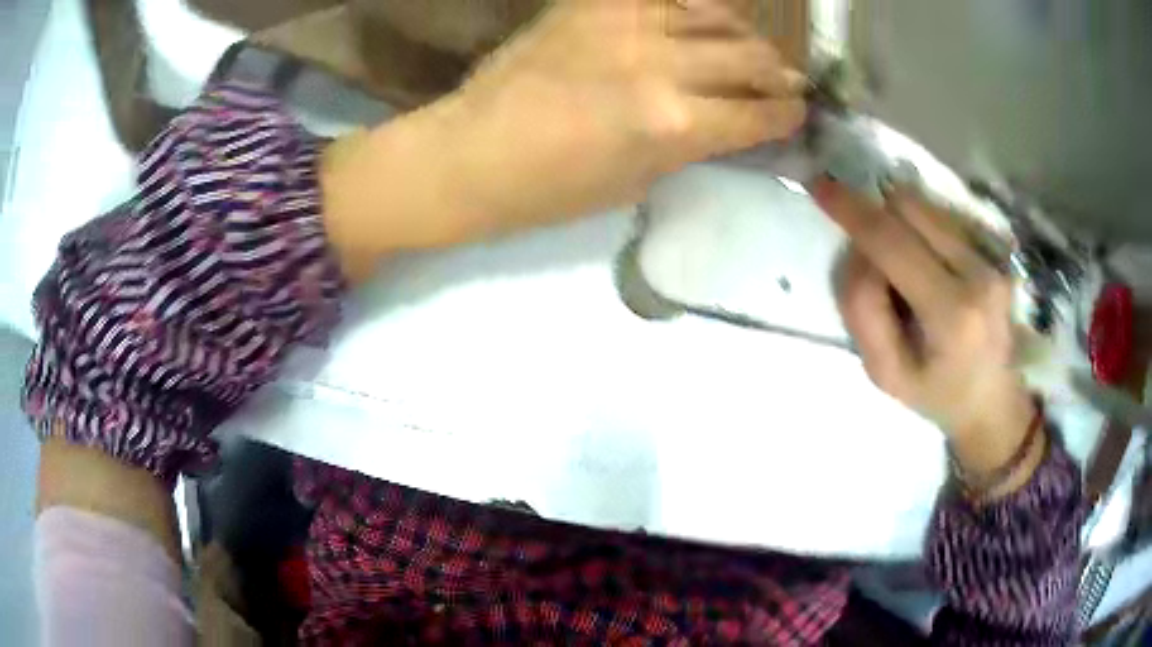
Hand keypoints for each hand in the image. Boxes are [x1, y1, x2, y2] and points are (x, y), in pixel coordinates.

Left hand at [444, 0, 806, 232]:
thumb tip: (733, 123)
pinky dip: (696, 5)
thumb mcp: (638, 182)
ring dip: (746, 34)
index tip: (799, 114)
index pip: (758, 114)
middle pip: (751, 57)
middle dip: (779, 74)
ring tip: (750, 47)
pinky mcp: (595, 2)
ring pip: (718, 15)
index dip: (788, 115)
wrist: (472, 152)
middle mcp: (662, 65)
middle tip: (786, 82)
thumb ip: (692, 145)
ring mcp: (628, 23)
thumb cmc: (550, 189)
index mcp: (674, 125)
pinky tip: (704, 17)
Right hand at [814, 178, 1037, 478]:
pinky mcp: (996, 250)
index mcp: (951, 314)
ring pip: (925, 205)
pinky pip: (942, 216)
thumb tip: (860, 251)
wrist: (995, 400)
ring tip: (906, 270)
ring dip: (899, 223)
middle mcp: (978, 273)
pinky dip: (920, 228)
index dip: (852, 210)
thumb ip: (862, 310)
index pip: (893, 243)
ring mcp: (991, 258)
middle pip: (908, 208)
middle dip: (877, 220)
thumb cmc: (937, 395)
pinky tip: (929, 265)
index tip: (820, 186)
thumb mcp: (885, 373)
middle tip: (877, 267)